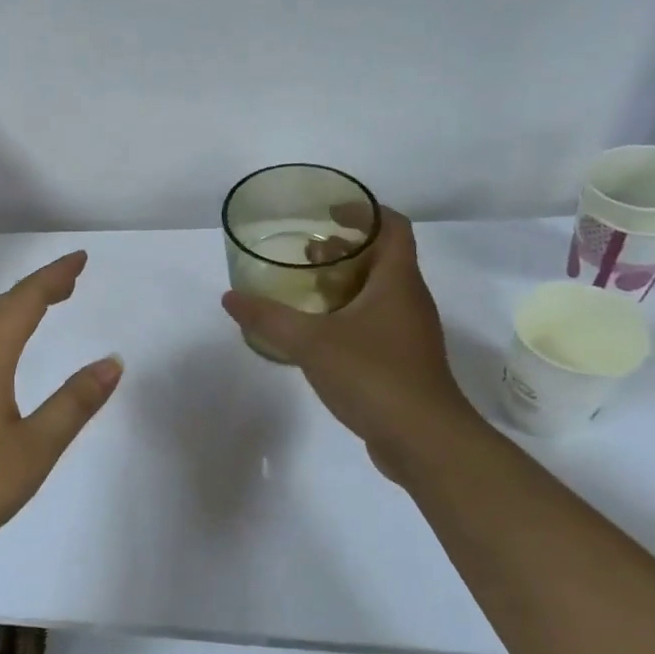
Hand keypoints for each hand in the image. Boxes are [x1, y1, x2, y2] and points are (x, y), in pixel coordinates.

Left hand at [0, 252, 122, 571]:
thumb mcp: (35, 448)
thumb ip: (74, 402)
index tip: (80, 259)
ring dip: (11, 309)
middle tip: (69, 283)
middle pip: (0, 307)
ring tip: (39, 308)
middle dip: (36, 290)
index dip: (54, 277)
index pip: (25, 301)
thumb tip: (112, 362)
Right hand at [221, 206, 467, 475]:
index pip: (392, 227)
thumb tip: (230, 297)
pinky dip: (346, 316)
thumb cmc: (374, 376)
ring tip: (304, 290)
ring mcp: (408, 333)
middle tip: (305, 253)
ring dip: (343, 284)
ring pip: (376, 293)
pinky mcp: (402, 361)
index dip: (363, 211)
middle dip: (344, 250)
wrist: (425, 442)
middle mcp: (407, 300)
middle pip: (381, 259)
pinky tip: (316, 334)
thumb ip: (268, 318)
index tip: (329, 212)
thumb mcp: (311, 342)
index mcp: (396, 282)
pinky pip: (373, 323)